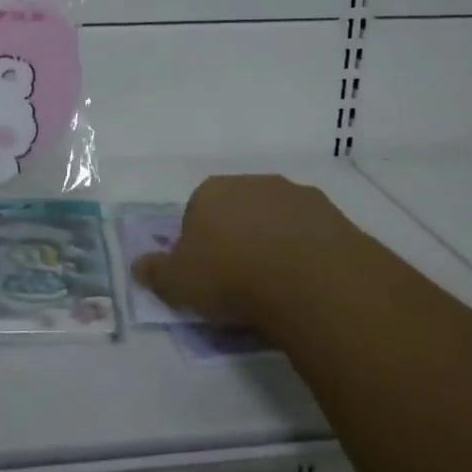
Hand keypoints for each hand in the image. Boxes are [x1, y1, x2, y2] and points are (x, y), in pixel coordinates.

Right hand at [133, 175, 364, 343]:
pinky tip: (307, 285)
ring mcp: (296, 195)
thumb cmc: (231, 275)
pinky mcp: (333, 215)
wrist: (309, 279)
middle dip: (238, 240)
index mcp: (211, 191)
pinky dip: (307, 255)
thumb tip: (138, 265)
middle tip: (241, 283)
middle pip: (238, 212)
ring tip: (278, 289)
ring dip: (275, 245)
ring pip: (277, 221)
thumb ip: (156, 272)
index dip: (199, 245)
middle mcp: (253, 183)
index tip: (206, 277)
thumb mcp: (179, 283)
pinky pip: (311, 236)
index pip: (196, 213)